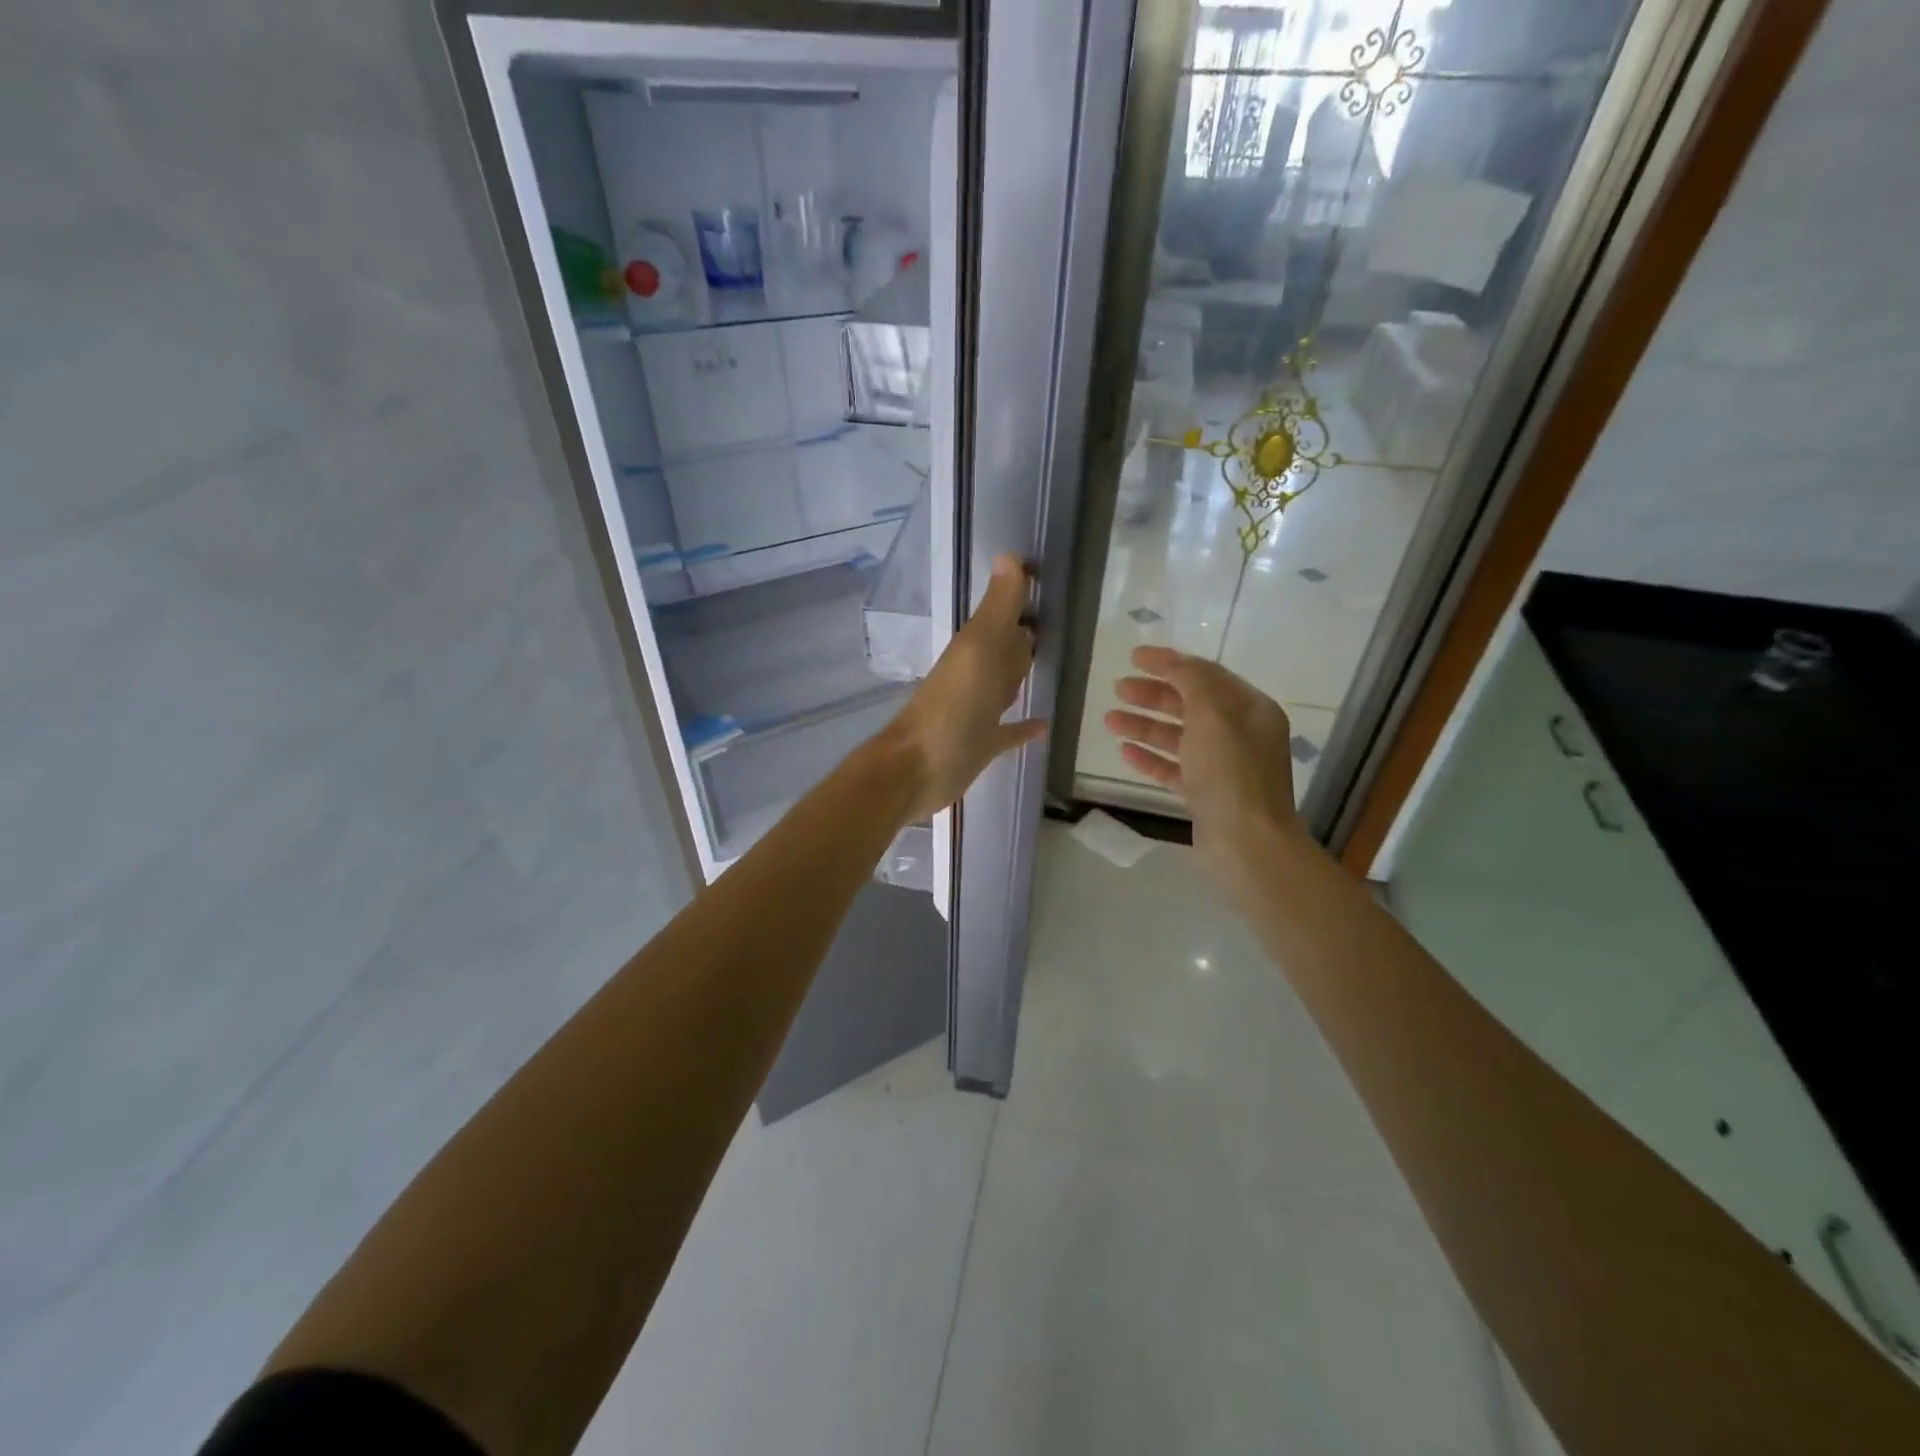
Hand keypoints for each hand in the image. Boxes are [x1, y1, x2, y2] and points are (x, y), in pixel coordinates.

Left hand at [884, 554, 1046, 822]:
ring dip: (1022, 674)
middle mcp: (977, 675)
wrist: (917, 769)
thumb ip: (996, 609)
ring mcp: (979, 711)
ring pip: (1006, 685)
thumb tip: (1009, 555)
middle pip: (1006, 650)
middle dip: (1025, 637)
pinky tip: (1045, 723)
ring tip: (1052, 662)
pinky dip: (1025, 726)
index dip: (1021, 598)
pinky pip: (1010, 730)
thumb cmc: (950, 707)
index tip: (1045, 579)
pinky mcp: (983, 744)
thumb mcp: (977, 650)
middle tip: (1055, 622)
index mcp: (976, 649)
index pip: (1004, 617)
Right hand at [1102, 645, 1308, 871]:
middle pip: (1190, 705)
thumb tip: (1174, 662)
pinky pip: (1174, 768)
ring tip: (1109, 720)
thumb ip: (1191, 681)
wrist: (1247, 844)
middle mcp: (1240, 734)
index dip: (1170, 663)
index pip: (1206, 675)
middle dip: (1153, 695)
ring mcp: (1224, 766)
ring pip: (1178, 737)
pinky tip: (1125, 753)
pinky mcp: (1207, 795)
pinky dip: (1151, 758)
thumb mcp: (1212, 715)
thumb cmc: (1232, 773)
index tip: (1134, 657)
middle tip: (1118, 689)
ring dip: (1145, 726)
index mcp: (1251, 710)